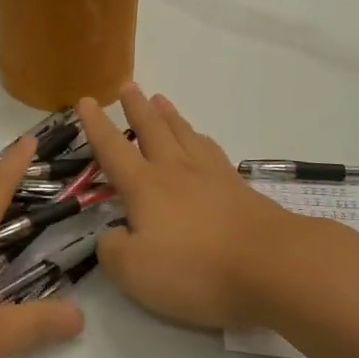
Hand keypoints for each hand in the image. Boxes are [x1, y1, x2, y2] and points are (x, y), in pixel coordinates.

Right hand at [76, 85, 301, 329]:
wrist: (272, 265)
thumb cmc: (196, 269)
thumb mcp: (136, 272)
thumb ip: (113, 251)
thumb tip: (111, 235)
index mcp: (145, 186)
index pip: (113, 149)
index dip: (96, 125)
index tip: (86, 100)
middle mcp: (175, 170)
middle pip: (152, 130)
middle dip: (135, 107)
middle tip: (127, 85)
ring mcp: (211, 175)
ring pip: (184, 134)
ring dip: (169, 115)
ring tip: (160, 99)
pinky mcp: (239, 188)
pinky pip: (212, 151)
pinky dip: (200, 138)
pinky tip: (202, 140)